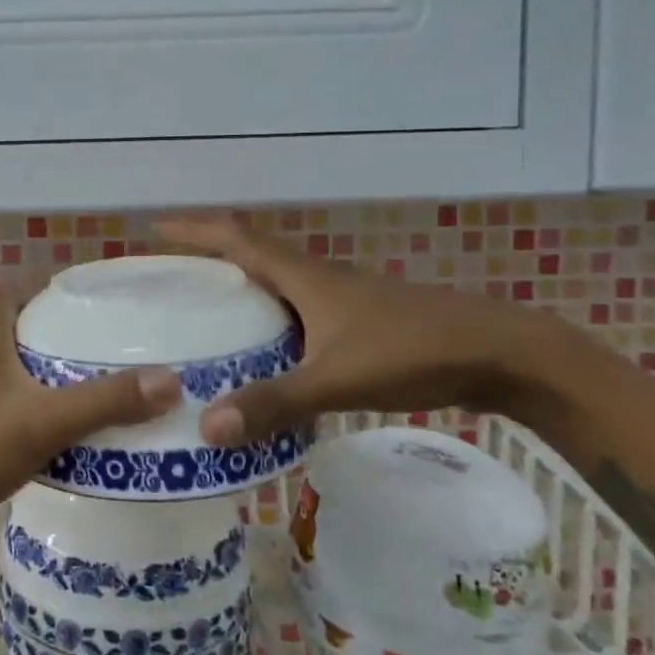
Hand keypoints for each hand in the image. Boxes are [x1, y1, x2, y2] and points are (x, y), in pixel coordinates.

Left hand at [0, 281, 179, 537]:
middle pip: (22, 320)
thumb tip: (170, 380)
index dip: (59, 282)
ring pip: (12, 358)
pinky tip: (55, 421)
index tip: (101, 296)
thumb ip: (104, 401)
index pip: (24, 283)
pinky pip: (3, 390)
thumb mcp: (43, 422)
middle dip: (62, 327)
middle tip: (109, 342)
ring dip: (46, 364)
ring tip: (92, 379)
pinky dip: (30, 395)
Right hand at [157, 215, 564, 443]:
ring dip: (243, 292)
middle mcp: (319, 280)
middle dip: (209, 260)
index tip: (154, 227)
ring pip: (279, 287)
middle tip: (170, 282)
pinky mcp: (362, 324)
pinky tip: (267, 356)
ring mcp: (344, 301)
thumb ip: (274, 402)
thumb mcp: (336, 378)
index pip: (237, 239)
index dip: (194, 229)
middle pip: (254, 257)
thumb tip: (207, 427)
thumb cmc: (413, 350)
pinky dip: (273, 323)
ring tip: (206, 318)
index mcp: (305, 277)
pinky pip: (301, 314)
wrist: (500, 353)